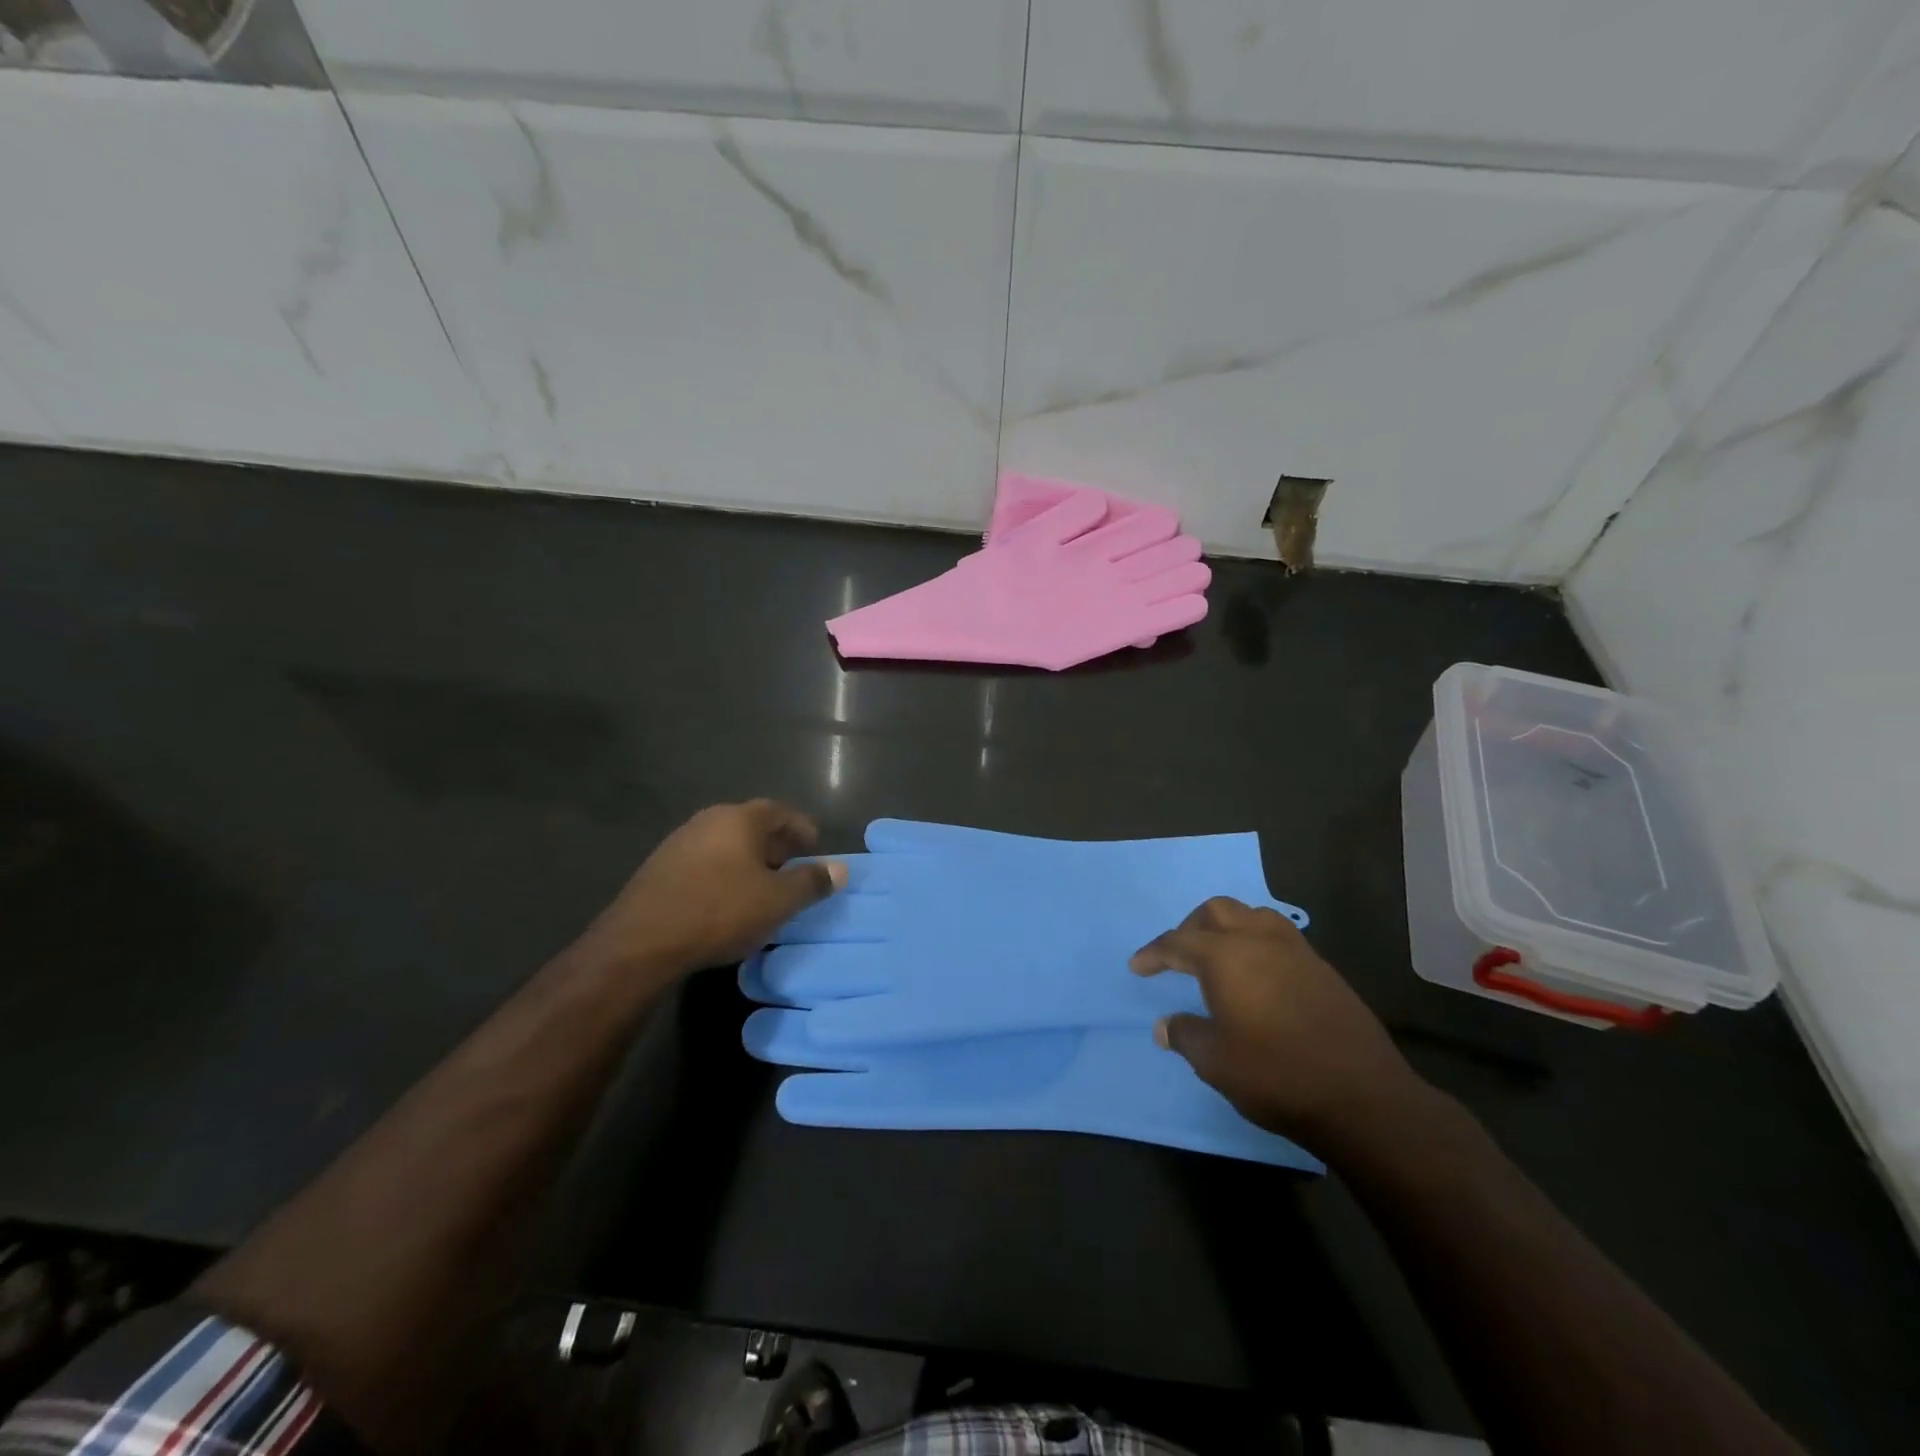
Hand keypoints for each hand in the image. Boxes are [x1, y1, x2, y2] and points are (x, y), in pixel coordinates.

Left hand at [572, 800, 845, 979]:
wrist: (641, 942)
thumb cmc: (720, 911)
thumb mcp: (778, 901)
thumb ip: (811, 882)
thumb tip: (840, 869)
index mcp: (738, 819)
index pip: (779, 811)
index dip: (802, 827)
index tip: (816, 848)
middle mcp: (708, 821)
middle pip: (751, 825)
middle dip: (776, 845)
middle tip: (794, 868)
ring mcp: (679, 843)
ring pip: (726, 844)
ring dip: (749, 861)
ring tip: (764, 888)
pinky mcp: (659, 869)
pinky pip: (705, 862)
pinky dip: (724, 873)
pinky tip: (727, 901)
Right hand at [1130, 897, 1425, 1151]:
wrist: (1363, 1097)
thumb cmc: (1276, 1074)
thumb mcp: (1215, 1061)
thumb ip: (1185, 1035)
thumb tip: (1165, 1026)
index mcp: (1225, 956)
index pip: (1177, 942)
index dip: (1154, 953)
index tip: (1138, 967)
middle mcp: (1258, 940)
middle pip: (1216, 911)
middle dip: (1191, 926)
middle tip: (1179, 954)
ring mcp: (1296, 951)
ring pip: (1253, 915)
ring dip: (1228, 926)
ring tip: (1219, 954)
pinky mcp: (1323, 969)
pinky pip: (1279, 935)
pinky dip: (1257, 941)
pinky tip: (1258, 974)